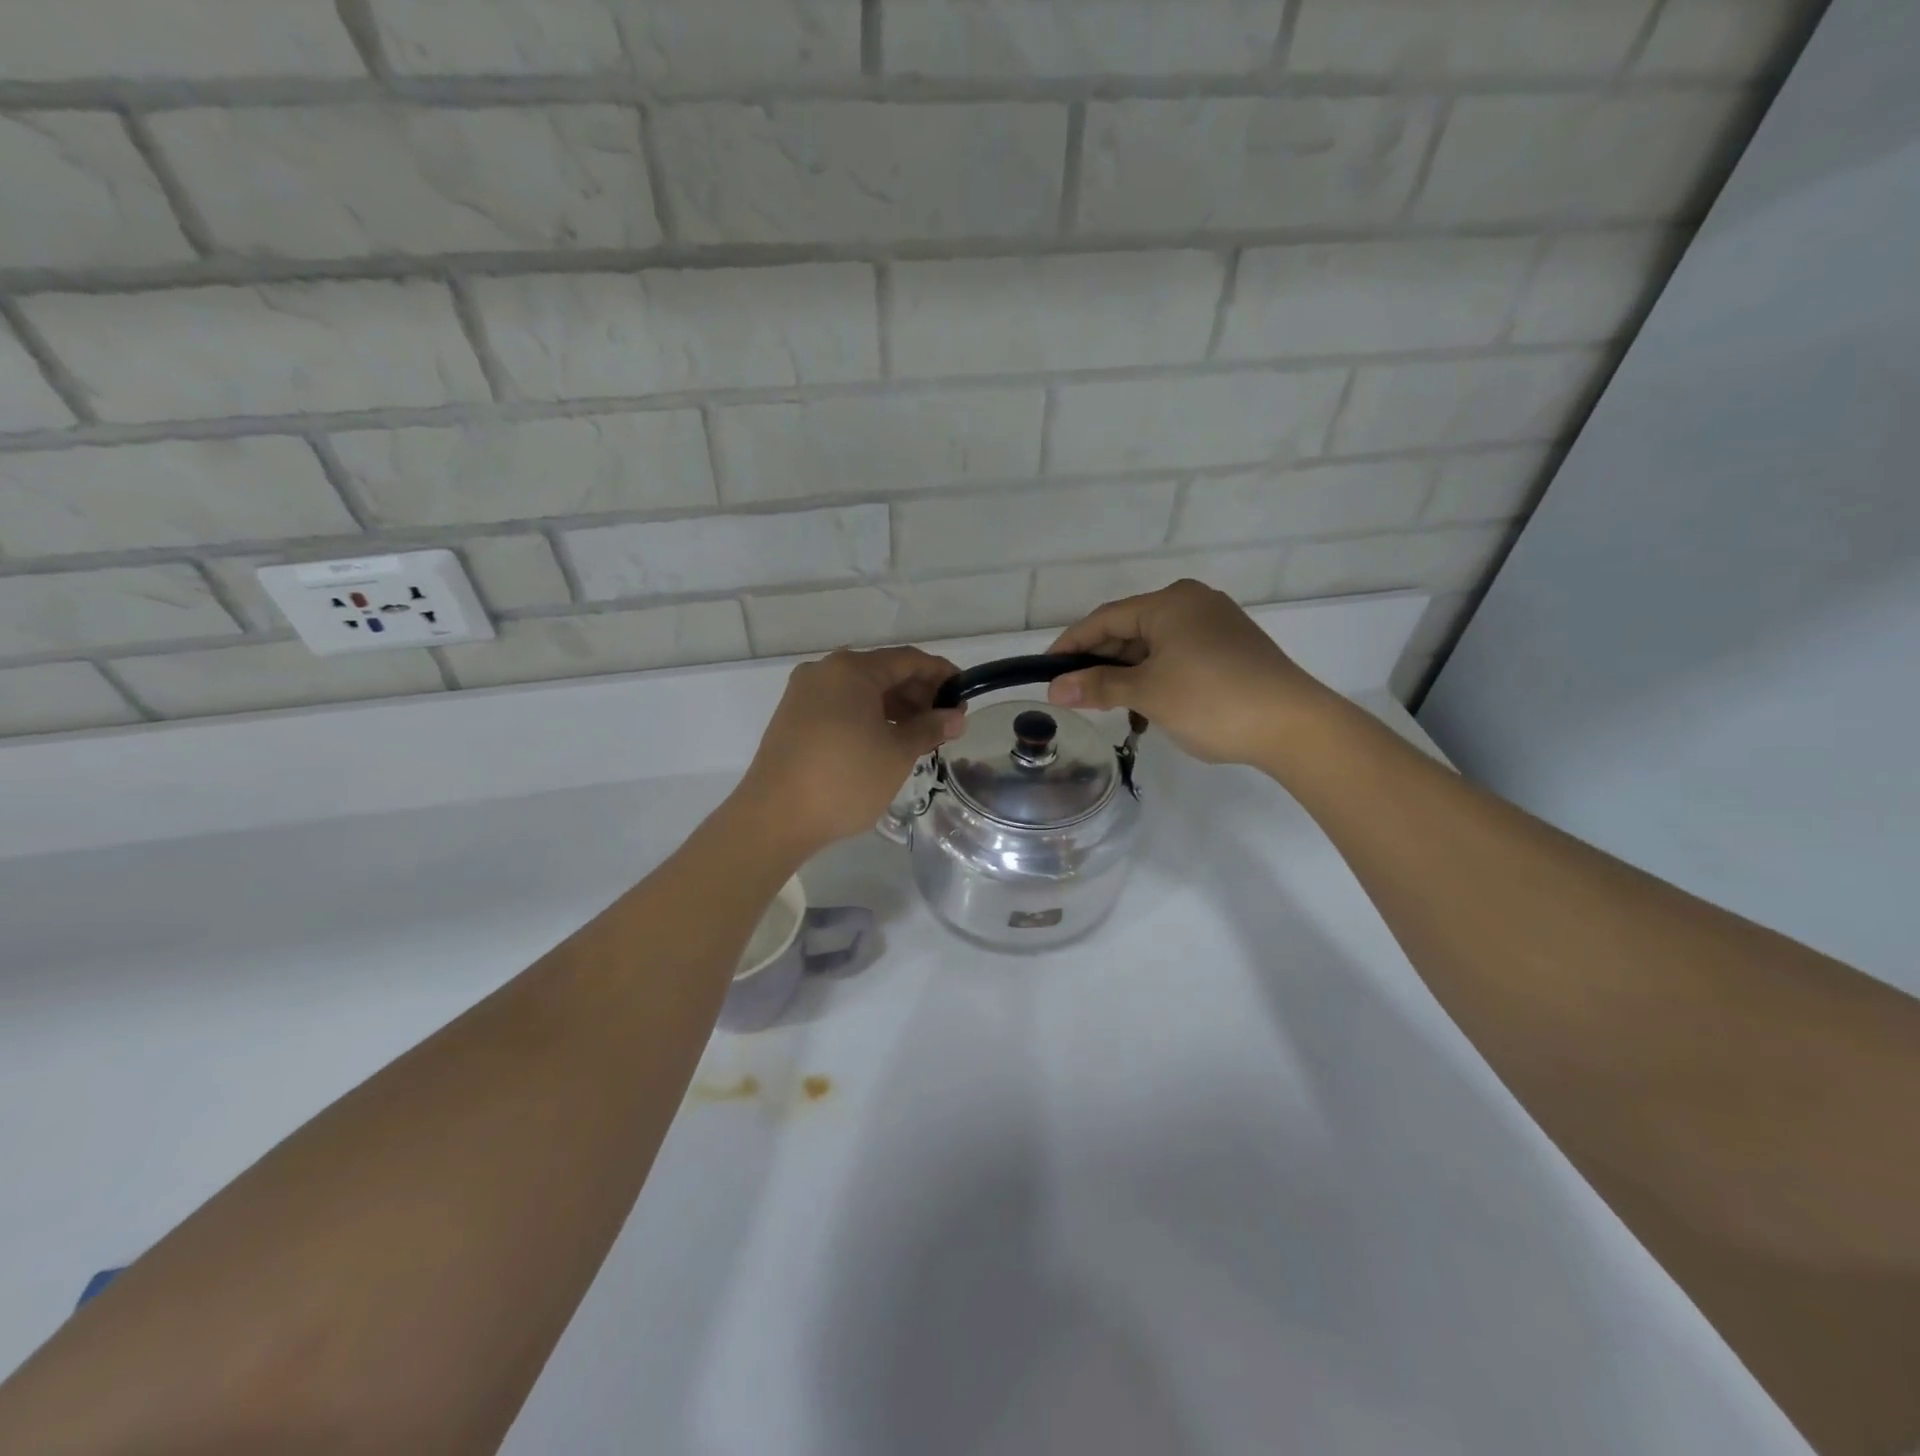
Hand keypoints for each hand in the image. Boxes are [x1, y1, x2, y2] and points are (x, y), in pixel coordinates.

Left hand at [737, 646, 965, 851]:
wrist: (775, 817)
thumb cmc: (845, 779)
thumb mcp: (897, 753)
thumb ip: (929, 728)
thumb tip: (955, 716)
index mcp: (852, 670)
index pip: (908, 660)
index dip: (941, 674)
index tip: (964, 694)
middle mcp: (825, 672)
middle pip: (882, 672)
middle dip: (917, 693)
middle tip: (944, 722)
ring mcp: (804, 694)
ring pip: (860, 691)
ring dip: (894, 708)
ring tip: (919, 736)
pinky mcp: (793, 718)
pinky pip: (840, 706)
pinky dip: (868, 717)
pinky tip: (884, 741)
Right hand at [1045, 580, 1336, 766]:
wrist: (1294, 725)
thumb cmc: (1211, 701)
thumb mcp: (1147, 693)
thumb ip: (1097, 686)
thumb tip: (1054, 689)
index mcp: (1169, 602)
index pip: (1104, 619)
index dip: (1070, 645)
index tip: (1045, 671)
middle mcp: (1193, 603)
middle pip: (1130, 630)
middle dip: (1101, 663)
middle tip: (1075, 695)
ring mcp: (1216, 624)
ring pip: (1155, 646)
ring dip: (1129, 675)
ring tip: (1112, 707)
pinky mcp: (1232, 648)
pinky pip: (1179, 656)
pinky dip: (1157, 677)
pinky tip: (1149, 706)